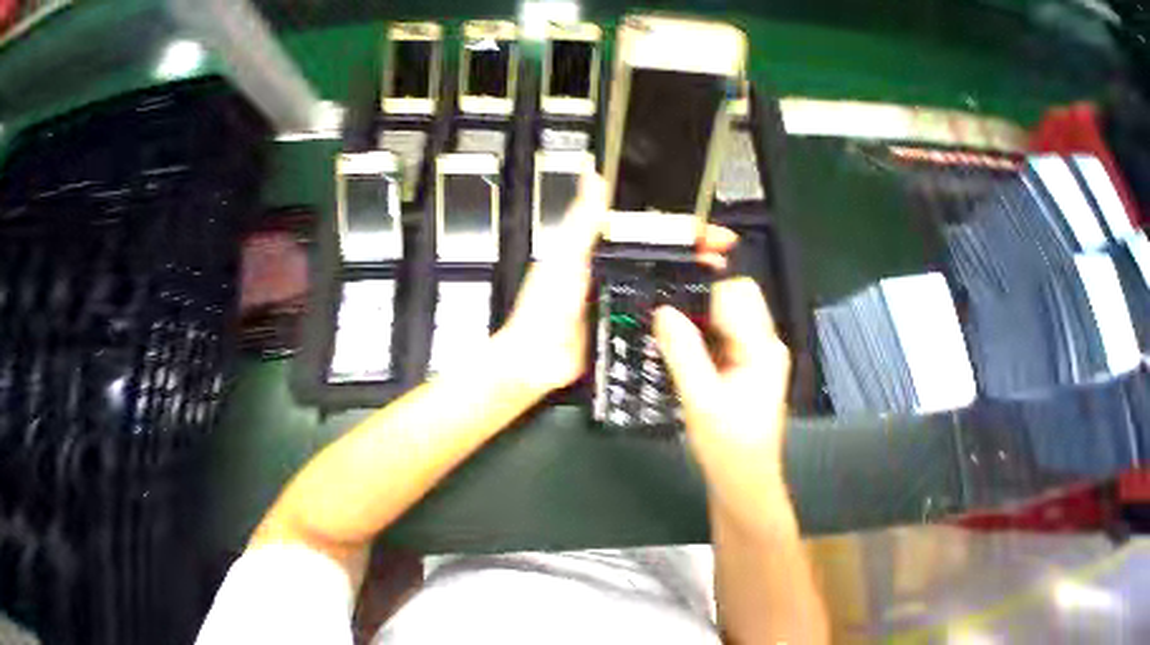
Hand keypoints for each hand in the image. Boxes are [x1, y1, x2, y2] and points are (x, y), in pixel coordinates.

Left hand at [497, 171, 739, 397]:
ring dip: (684, 275)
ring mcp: (616, 298)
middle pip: (653, 254)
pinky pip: (649, 309)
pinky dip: (670, 304)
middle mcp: (608, 271)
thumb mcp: (563, 259)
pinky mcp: (621, 321)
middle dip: (688, 249)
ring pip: (655, 280)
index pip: (640, 230)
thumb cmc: (543, 308)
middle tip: (719, 250)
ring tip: (715, 273)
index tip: (700, 225)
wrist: (538, 359)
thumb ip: (581, 222)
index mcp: (594, 251)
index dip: (670, 224)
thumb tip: (592, 177)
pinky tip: (691, 304)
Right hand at [653, 277, 791, 520]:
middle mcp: (761, 341)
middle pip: (729, 298)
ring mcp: (749, 350)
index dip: (701, 291)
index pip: (735, 293)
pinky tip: (673, 344)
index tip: (666, 300)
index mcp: (761, 346)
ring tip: (662, 329)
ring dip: (690, 316)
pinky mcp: (736, 360)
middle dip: (694, 301)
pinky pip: (713, 331)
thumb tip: (662, 311)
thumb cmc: (726, 443)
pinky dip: (692, 331)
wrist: (741, 479)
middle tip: (660, 316)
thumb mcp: (699, 398)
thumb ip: (682, 352)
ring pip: (718, 313)